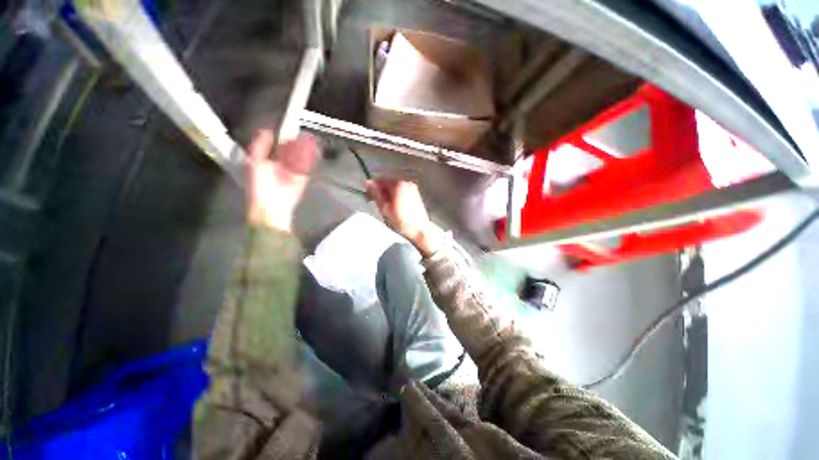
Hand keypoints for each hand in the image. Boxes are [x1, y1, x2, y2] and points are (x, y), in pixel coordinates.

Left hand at [247, 130, 317, 231]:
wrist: (272, 205)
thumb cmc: (259, 185)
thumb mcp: (254, 162)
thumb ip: (260, 146)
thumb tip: (266, 131)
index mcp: (266, 160)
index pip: (275, 145)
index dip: (281, 137)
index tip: (287, 128)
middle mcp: (279, 165)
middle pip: (289, 150)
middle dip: (295, 142)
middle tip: (302, 134)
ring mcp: (291, 172)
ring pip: (299, 157)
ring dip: (304, 149)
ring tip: (309, 139)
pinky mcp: (302, 178)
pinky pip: (306, 167)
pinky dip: (310, 159)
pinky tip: (313, 150)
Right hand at [366, 179, 443, 256]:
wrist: (420, 230)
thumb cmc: (402, 222)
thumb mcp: (384, 208)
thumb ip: (376, 194)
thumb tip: (368, 183)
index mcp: (398, 185)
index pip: (379, 180)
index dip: (372, 189)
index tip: (369, 197)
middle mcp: (406, 183)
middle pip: (388, 183)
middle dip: (381, 192)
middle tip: (378, 204)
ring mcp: (412, 188)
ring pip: (395, 188)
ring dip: (389, 195)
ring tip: (387, 208)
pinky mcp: (416, 194)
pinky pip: (402, 192)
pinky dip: (397, 197)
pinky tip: (396, 208)